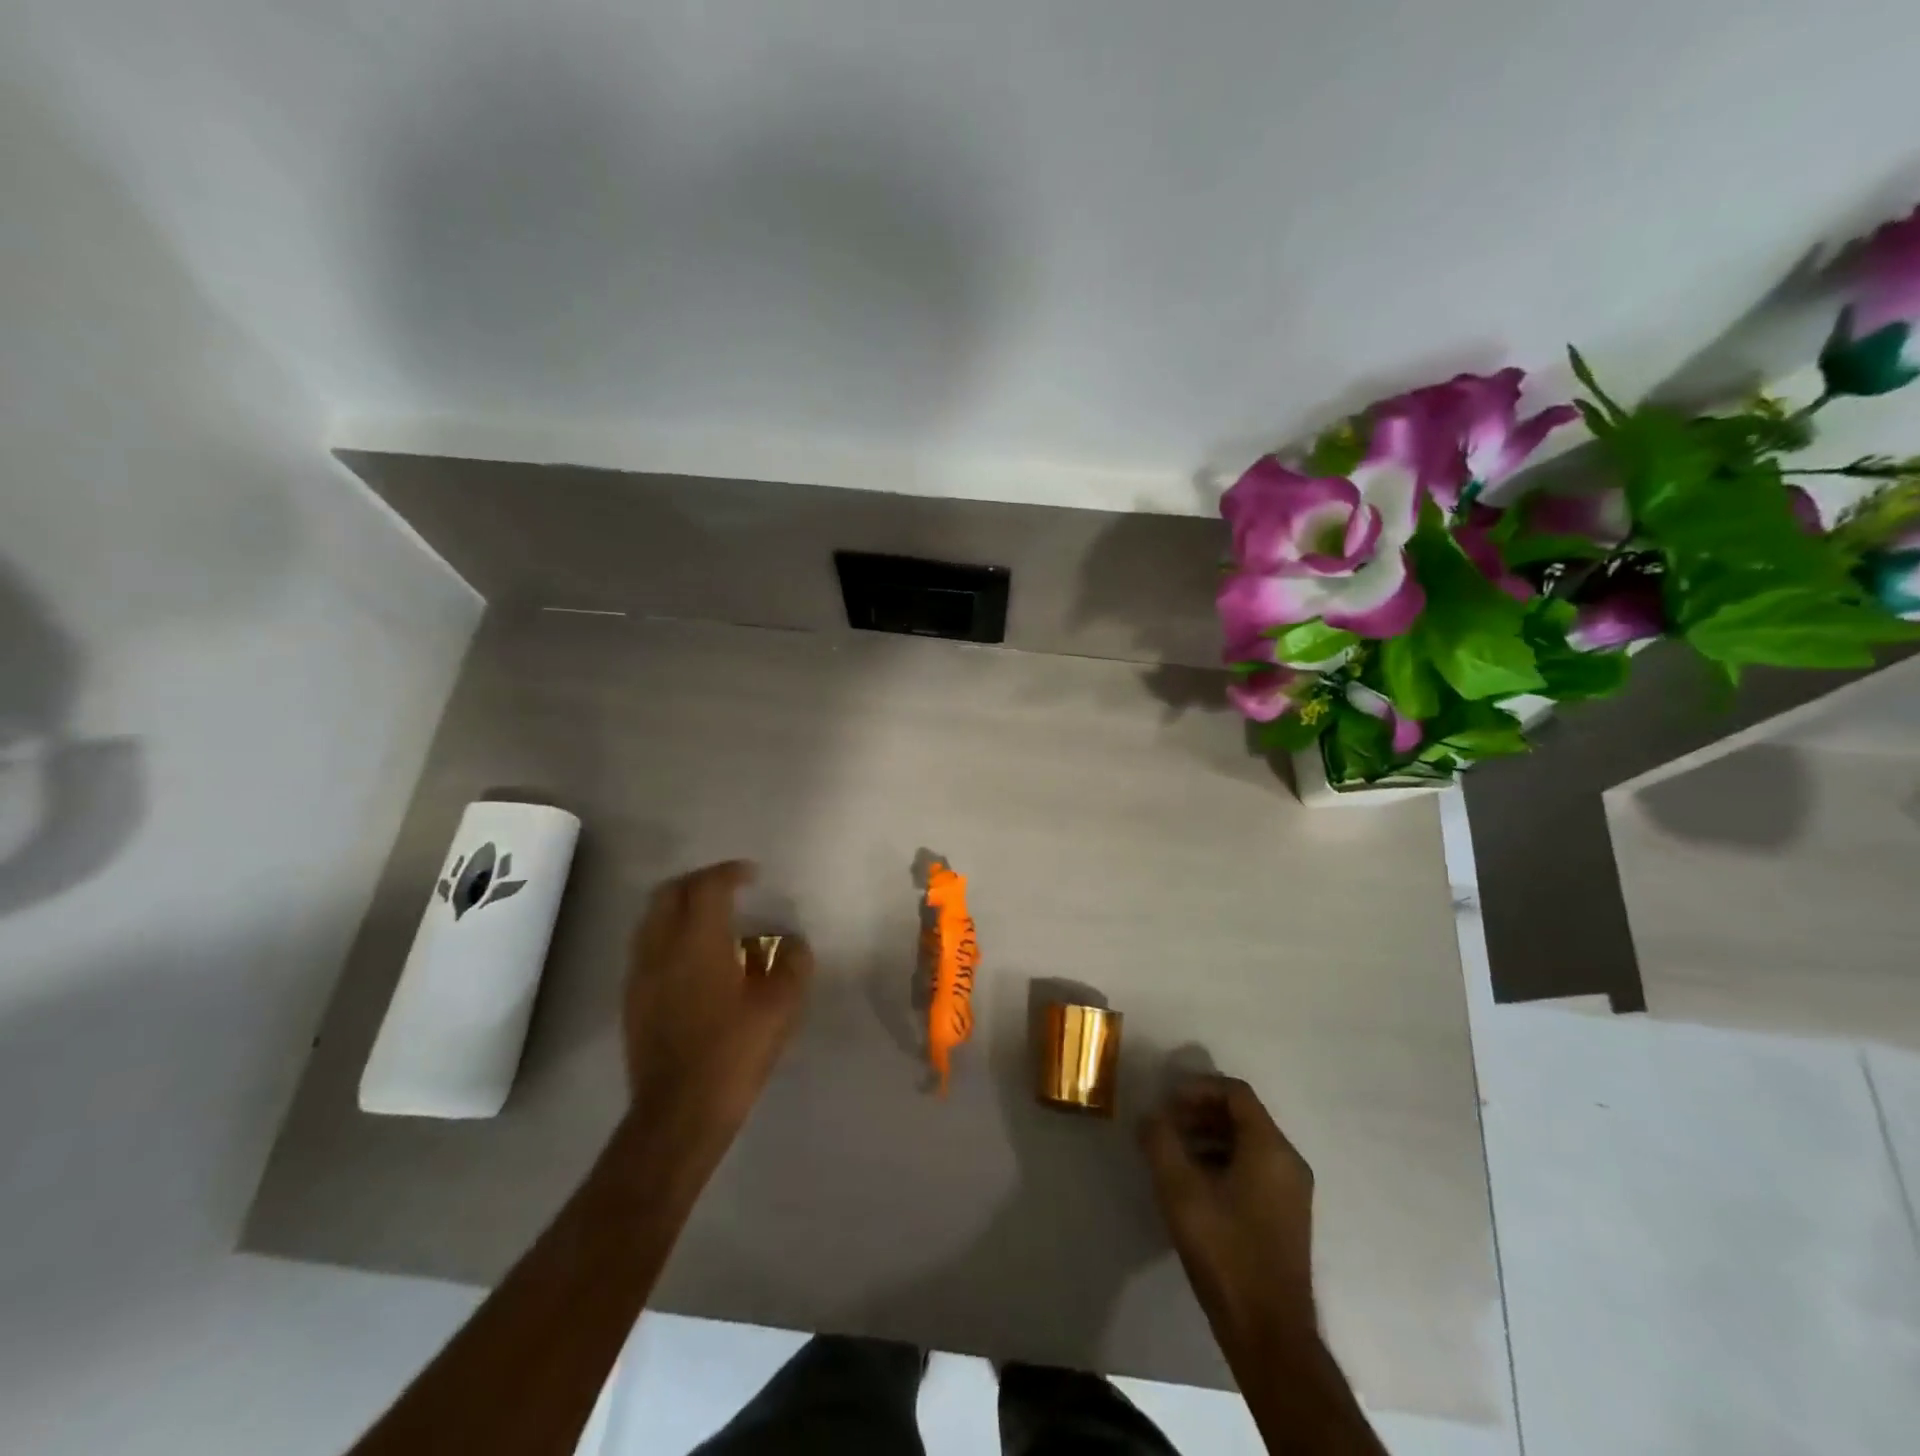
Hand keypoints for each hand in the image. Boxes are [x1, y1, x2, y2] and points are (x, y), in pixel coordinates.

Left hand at [621, 860, 812, 1161]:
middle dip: (699, 881)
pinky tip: (691, 959)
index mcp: (699, 941)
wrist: (679, 1112)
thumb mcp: (782, 1006)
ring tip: (709, 920)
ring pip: (652, 918)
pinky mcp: (632, 999)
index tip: (752, 875)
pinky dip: (668, 935)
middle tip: (727, 888)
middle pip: (670, 892)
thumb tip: (793, 942)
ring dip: (679, 906)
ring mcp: (641, 974)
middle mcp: (662, 947)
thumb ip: (794, 963)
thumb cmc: (735, 1052)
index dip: (730, 872)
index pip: (708, 886)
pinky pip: (646, 947)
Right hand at [1139, 1075, 1316, 1358]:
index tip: (1166, 1101)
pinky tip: (1192, 1184)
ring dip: (1207, 1137)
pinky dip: (1221, 1161)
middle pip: (1242, 1116)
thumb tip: (1150, 1115)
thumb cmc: (1225, 1251)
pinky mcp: (1285, 1216)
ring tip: (1172, 1151)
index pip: (1235, 1093)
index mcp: (1270, 1148)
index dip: (1197, 1088)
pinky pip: (1253, 1168)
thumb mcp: (1180, 1190)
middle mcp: (1288, 1162)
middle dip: (1199, 1112)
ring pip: (1246, 1143)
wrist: (1268, 1333)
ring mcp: (1291, 1191)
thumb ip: (1161, 1141)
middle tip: (1164, 1124)